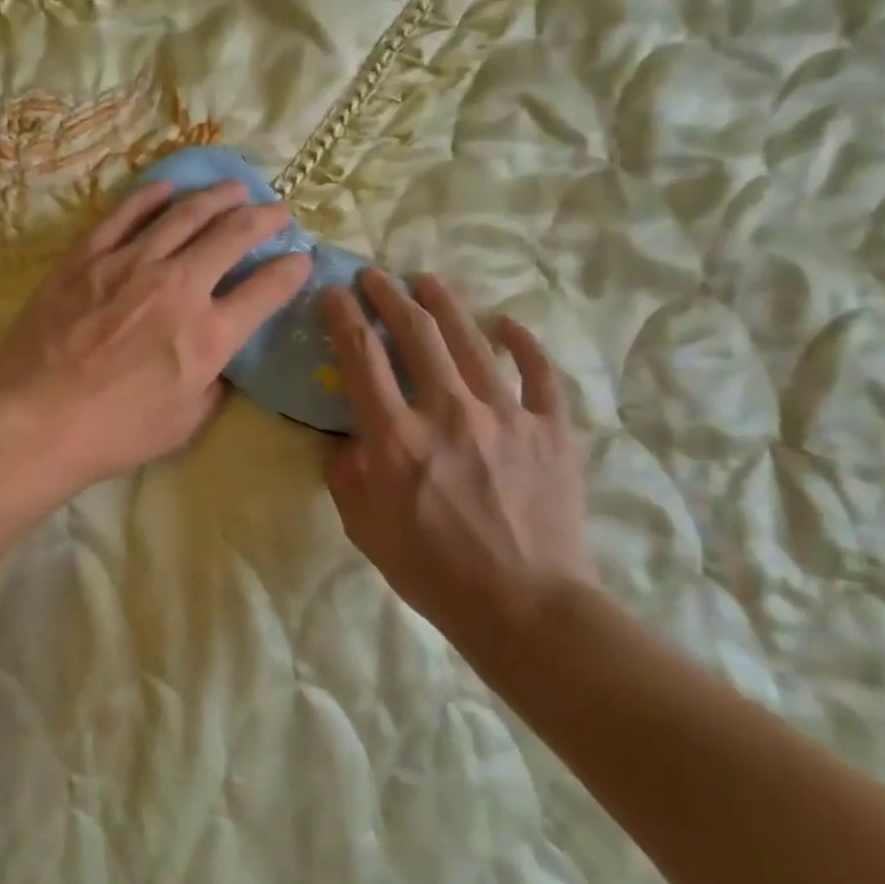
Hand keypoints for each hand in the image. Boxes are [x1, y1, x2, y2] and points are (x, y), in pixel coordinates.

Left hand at [0, 180, 312, 494]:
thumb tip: (222, 360)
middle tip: (278, 212)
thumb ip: (215, 385)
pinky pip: (125, 214)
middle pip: (234, 235)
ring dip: (217, 196)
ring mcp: (131, 264)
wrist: (37, 421)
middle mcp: (179, 286)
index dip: (292, 270)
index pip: (267, 289)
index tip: (300, 259)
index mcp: (209, 334)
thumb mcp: (186, 422)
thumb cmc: (116, 433)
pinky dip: (151, 197)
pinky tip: (168, 188)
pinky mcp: (87, 256)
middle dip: (265, 219)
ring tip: (235, 187)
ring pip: (185, 214)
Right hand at [322, 271, 594, 649]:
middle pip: (417, 334)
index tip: (333, 293)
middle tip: (375, 276)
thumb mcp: (365, 529)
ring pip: (472, 340)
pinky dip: (523, 343)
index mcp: (397, 438)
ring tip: (428, 282)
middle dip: (390, 296)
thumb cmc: (434, 572)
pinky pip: (538, 372)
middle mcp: (448, 411)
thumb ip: (346, 475)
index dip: (344, 317)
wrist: (524, 606)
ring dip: (446, 305)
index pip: (362, 358)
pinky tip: (507, 324)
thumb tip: (342, 439)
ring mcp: (506, 415)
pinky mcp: (551, 428)